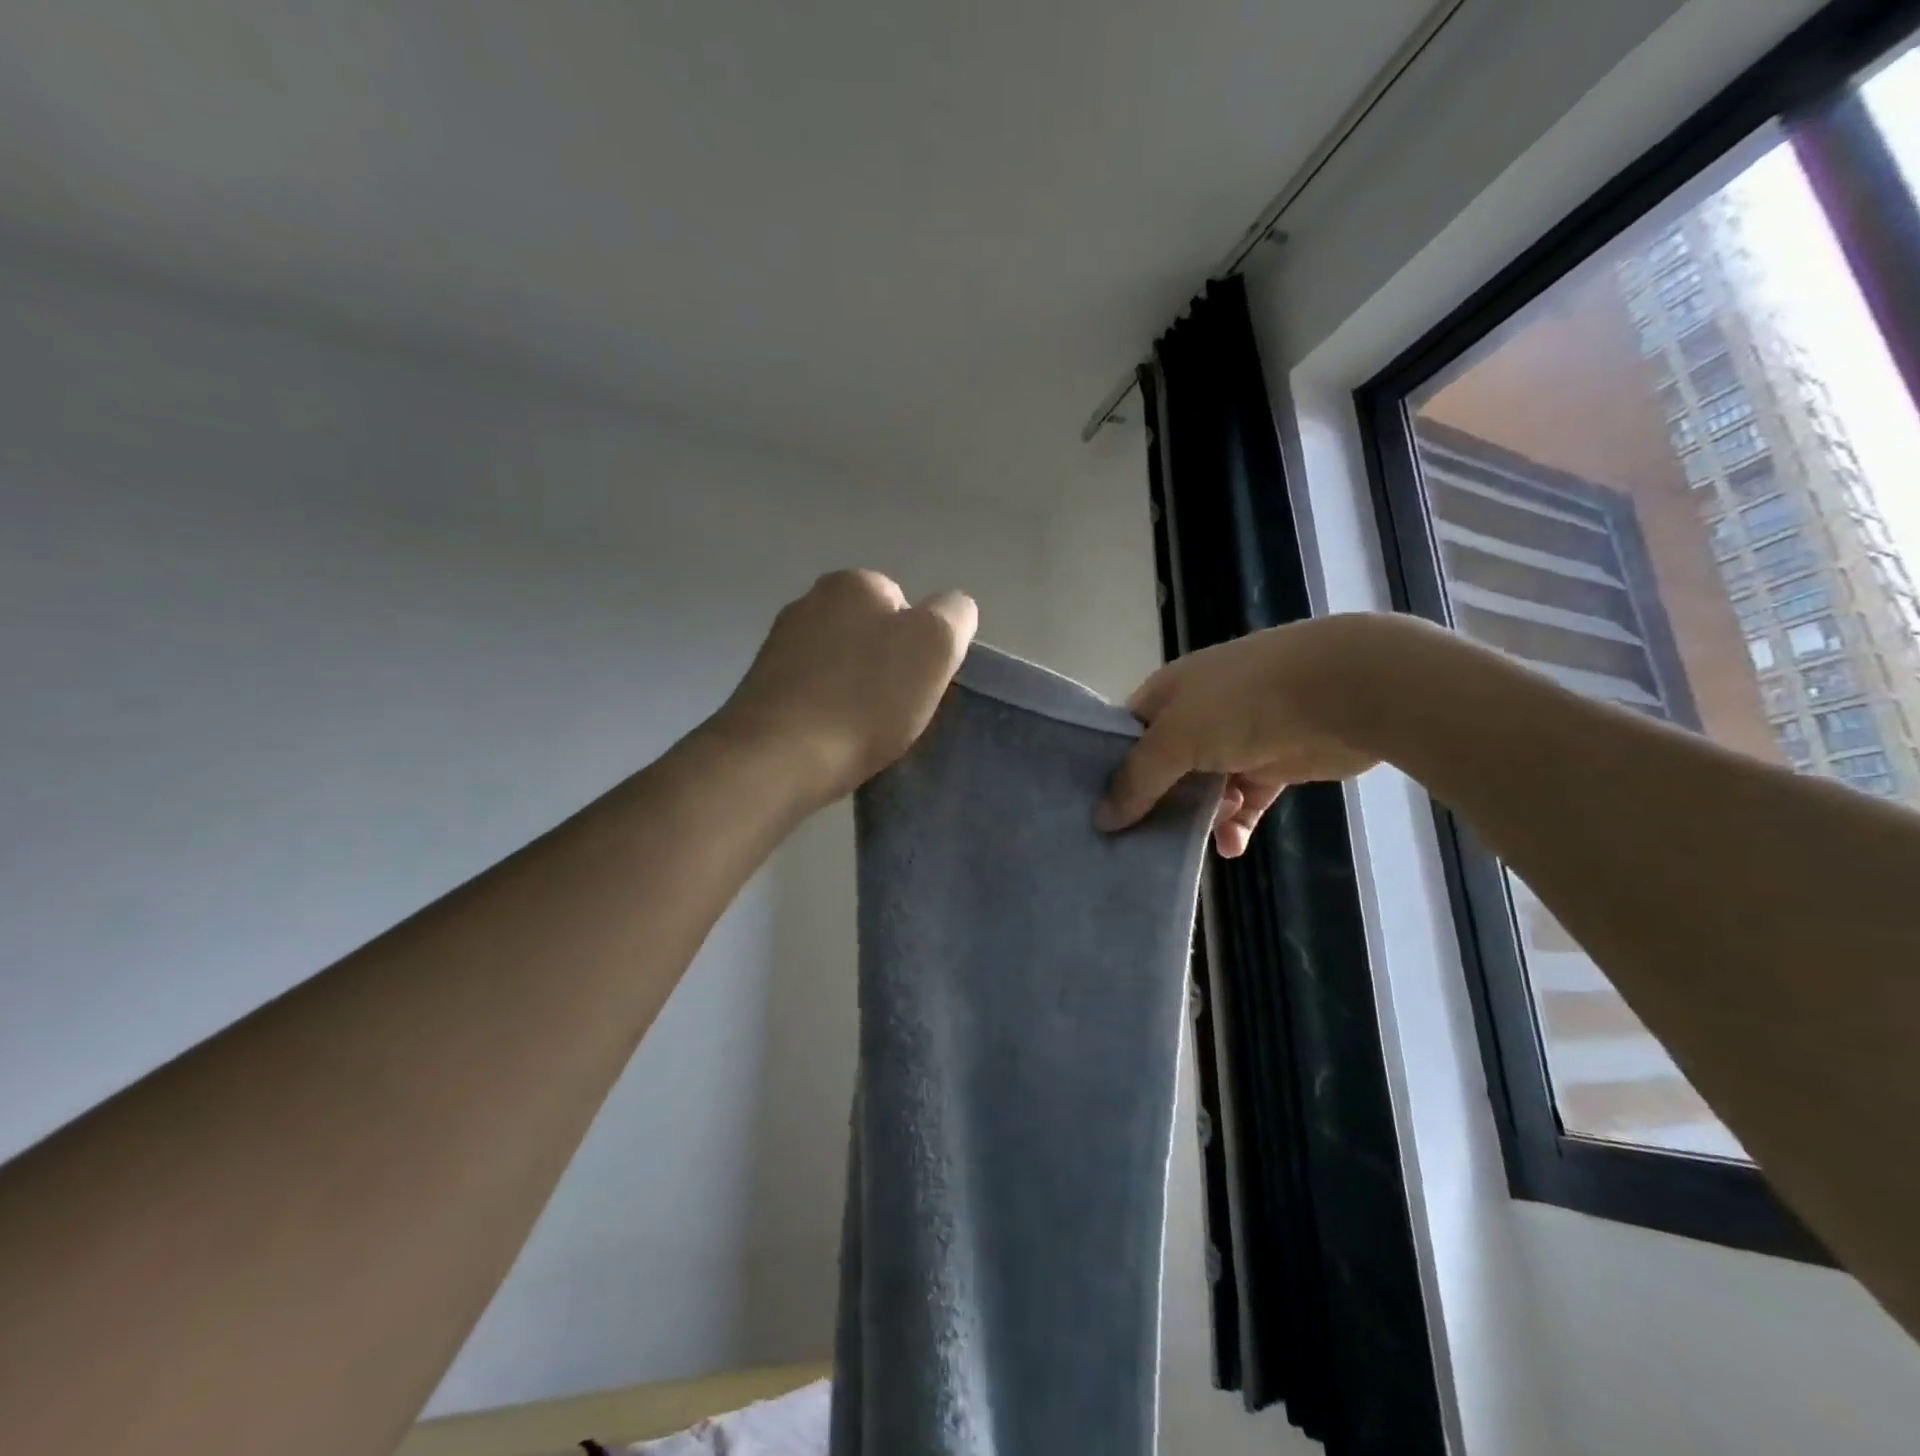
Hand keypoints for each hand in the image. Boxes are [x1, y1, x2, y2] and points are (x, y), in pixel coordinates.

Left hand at [714, 569, 977, 809]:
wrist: (777, 757)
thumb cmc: (866, 699)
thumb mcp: (936, 645)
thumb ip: (954, 615)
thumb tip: (950, 610)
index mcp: (853, 583)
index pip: (907, 606)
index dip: (922, 647)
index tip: (919, 685)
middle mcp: (809, 601)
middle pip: (871, 634)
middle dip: (886, 666)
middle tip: (896, 710)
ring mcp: (778, 643)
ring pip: (840, 663)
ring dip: (855, 690)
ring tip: (861, 730)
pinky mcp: (760, 686)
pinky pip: (811, 692)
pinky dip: (825, 710)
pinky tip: (830, 738)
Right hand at [1097, 615, 1411, 856]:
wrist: (1343, 690)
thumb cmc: (1244, 703)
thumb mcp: (1176, 737)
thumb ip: (1138, 779)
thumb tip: (1101, 819)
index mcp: (1168, 695)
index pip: (1126, 734)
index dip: (1110, 770)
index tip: (1095, 812)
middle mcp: (1197, 715)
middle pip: (1162, 767)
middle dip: (1151, 803)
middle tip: (1132, 843)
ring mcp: (1237, 740)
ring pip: (1202, 789)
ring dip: (1196, 817)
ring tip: (1191, 841)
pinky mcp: (1274, 766)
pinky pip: (1245, 802)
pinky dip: (1235, 824)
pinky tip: (1232, 846)